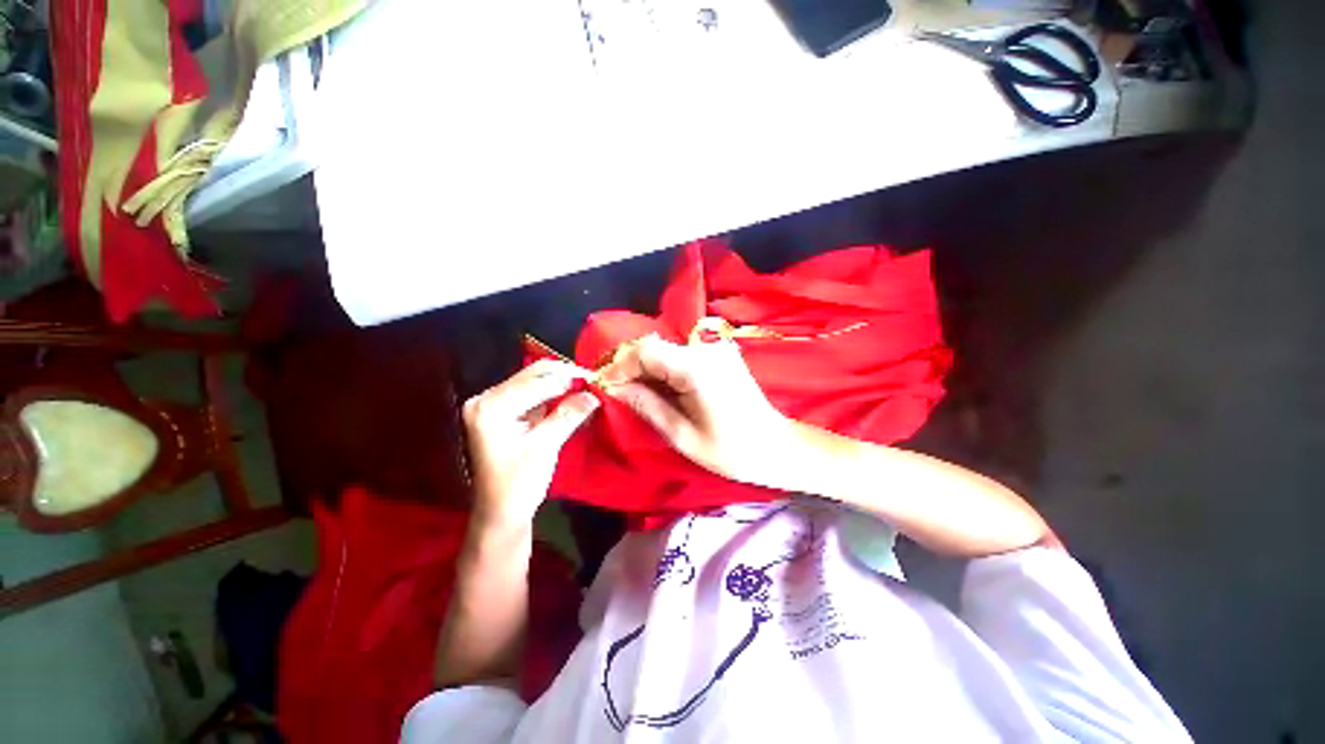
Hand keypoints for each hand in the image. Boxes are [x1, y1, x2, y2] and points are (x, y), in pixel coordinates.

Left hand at [463, 360, 599, 526]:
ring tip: (588, 387)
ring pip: (536, 381)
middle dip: (566, 377)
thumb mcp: (545, 447)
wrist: (502, 512)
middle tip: (594, 381)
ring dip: (563, 383)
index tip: (596, 380)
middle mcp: (487, 398)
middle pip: (534, 374)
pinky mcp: (506, 410)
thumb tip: (594, 394)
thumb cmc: (518, 484)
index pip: (536, 381)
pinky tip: (575, 396)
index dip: (568, 379)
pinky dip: (556, 393)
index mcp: (490, 407)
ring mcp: (496, 403)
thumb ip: (568, 415)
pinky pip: (535, 393)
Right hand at [599, 334, 793, 486]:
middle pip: (655, 347)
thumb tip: (615, 388)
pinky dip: (665, 370)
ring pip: (667, 350)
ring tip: (639, 397)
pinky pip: (682, 355)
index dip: (621, 366)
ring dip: (648, 370)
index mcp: (697, 367)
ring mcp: (716, 349)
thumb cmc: (732, 451)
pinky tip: (663, 391)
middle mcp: (706, 348)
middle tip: (620, 395)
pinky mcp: (720, 354)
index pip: (646, 350)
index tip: (608, 388)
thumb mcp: (682, 435)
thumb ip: (646, 406)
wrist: (776, 447)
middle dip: (632, 369)